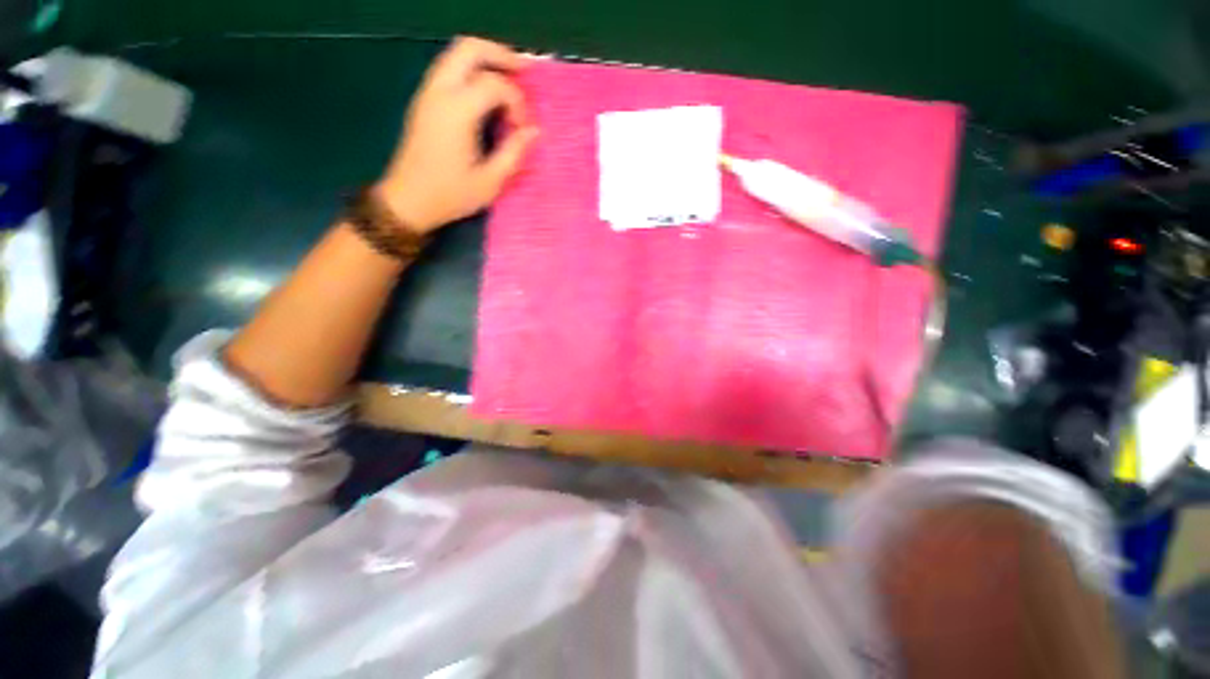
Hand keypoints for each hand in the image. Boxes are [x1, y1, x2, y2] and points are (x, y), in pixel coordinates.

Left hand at [374, 37, 538, 233]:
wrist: (408, 201)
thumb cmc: (451, 195)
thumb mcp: (490, 181)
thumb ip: (514, 152)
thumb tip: (534, 132)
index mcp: (457, 111)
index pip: (495, 85)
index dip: (517, 103)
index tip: (524, 130)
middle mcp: (440, 92)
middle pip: (469, 49)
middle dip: (500, 55)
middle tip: (524, 72)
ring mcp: (428, 93)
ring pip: (456, 54)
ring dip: (485, 60)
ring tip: (509, 78)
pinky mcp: (424, 101)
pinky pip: (448, 69)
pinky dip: (471, 71)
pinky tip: (486, 93)